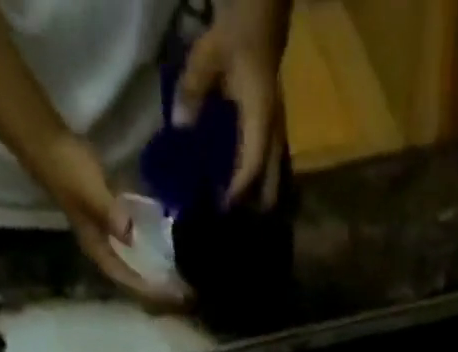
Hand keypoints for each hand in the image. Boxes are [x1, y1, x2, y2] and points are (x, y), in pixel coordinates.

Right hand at [34, 132, 189, 305]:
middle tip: (183, 293)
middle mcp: (102, 245)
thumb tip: (130, 236)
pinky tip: (167, 244)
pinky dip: (150, 244)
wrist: (46, 139)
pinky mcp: (111, 213)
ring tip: (179, 277)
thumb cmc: (68, 168)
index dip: (149, 290)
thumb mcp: (90, 192)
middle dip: (155, 286)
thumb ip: (110, 214)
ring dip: (154, 269)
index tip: (173, 296)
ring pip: (134, 259)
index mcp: (96, 247)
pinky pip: (135, 238)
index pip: (126, 278)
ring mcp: (106, 229)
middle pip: (132, 275)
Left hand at [174, 0, 289, 207]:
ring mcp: (278, 134)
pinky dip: (258, 183)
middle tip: (235, 226)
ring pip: (274, 179)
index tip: (221, 210)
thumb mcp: (208, 57)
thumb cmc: (236, 35)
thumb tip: (179, 127)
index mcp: (261, 121)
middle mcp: (274, 134)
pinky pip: (269, 167)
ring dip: (258, 198)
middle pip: (271, 184)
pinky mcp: (274, 131)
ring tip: (241, 217)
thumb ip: (192, 91)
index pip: (250, 168)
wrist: (260, 14)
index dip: (236, 192)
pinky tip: (244, 192)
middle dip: (255, 207)